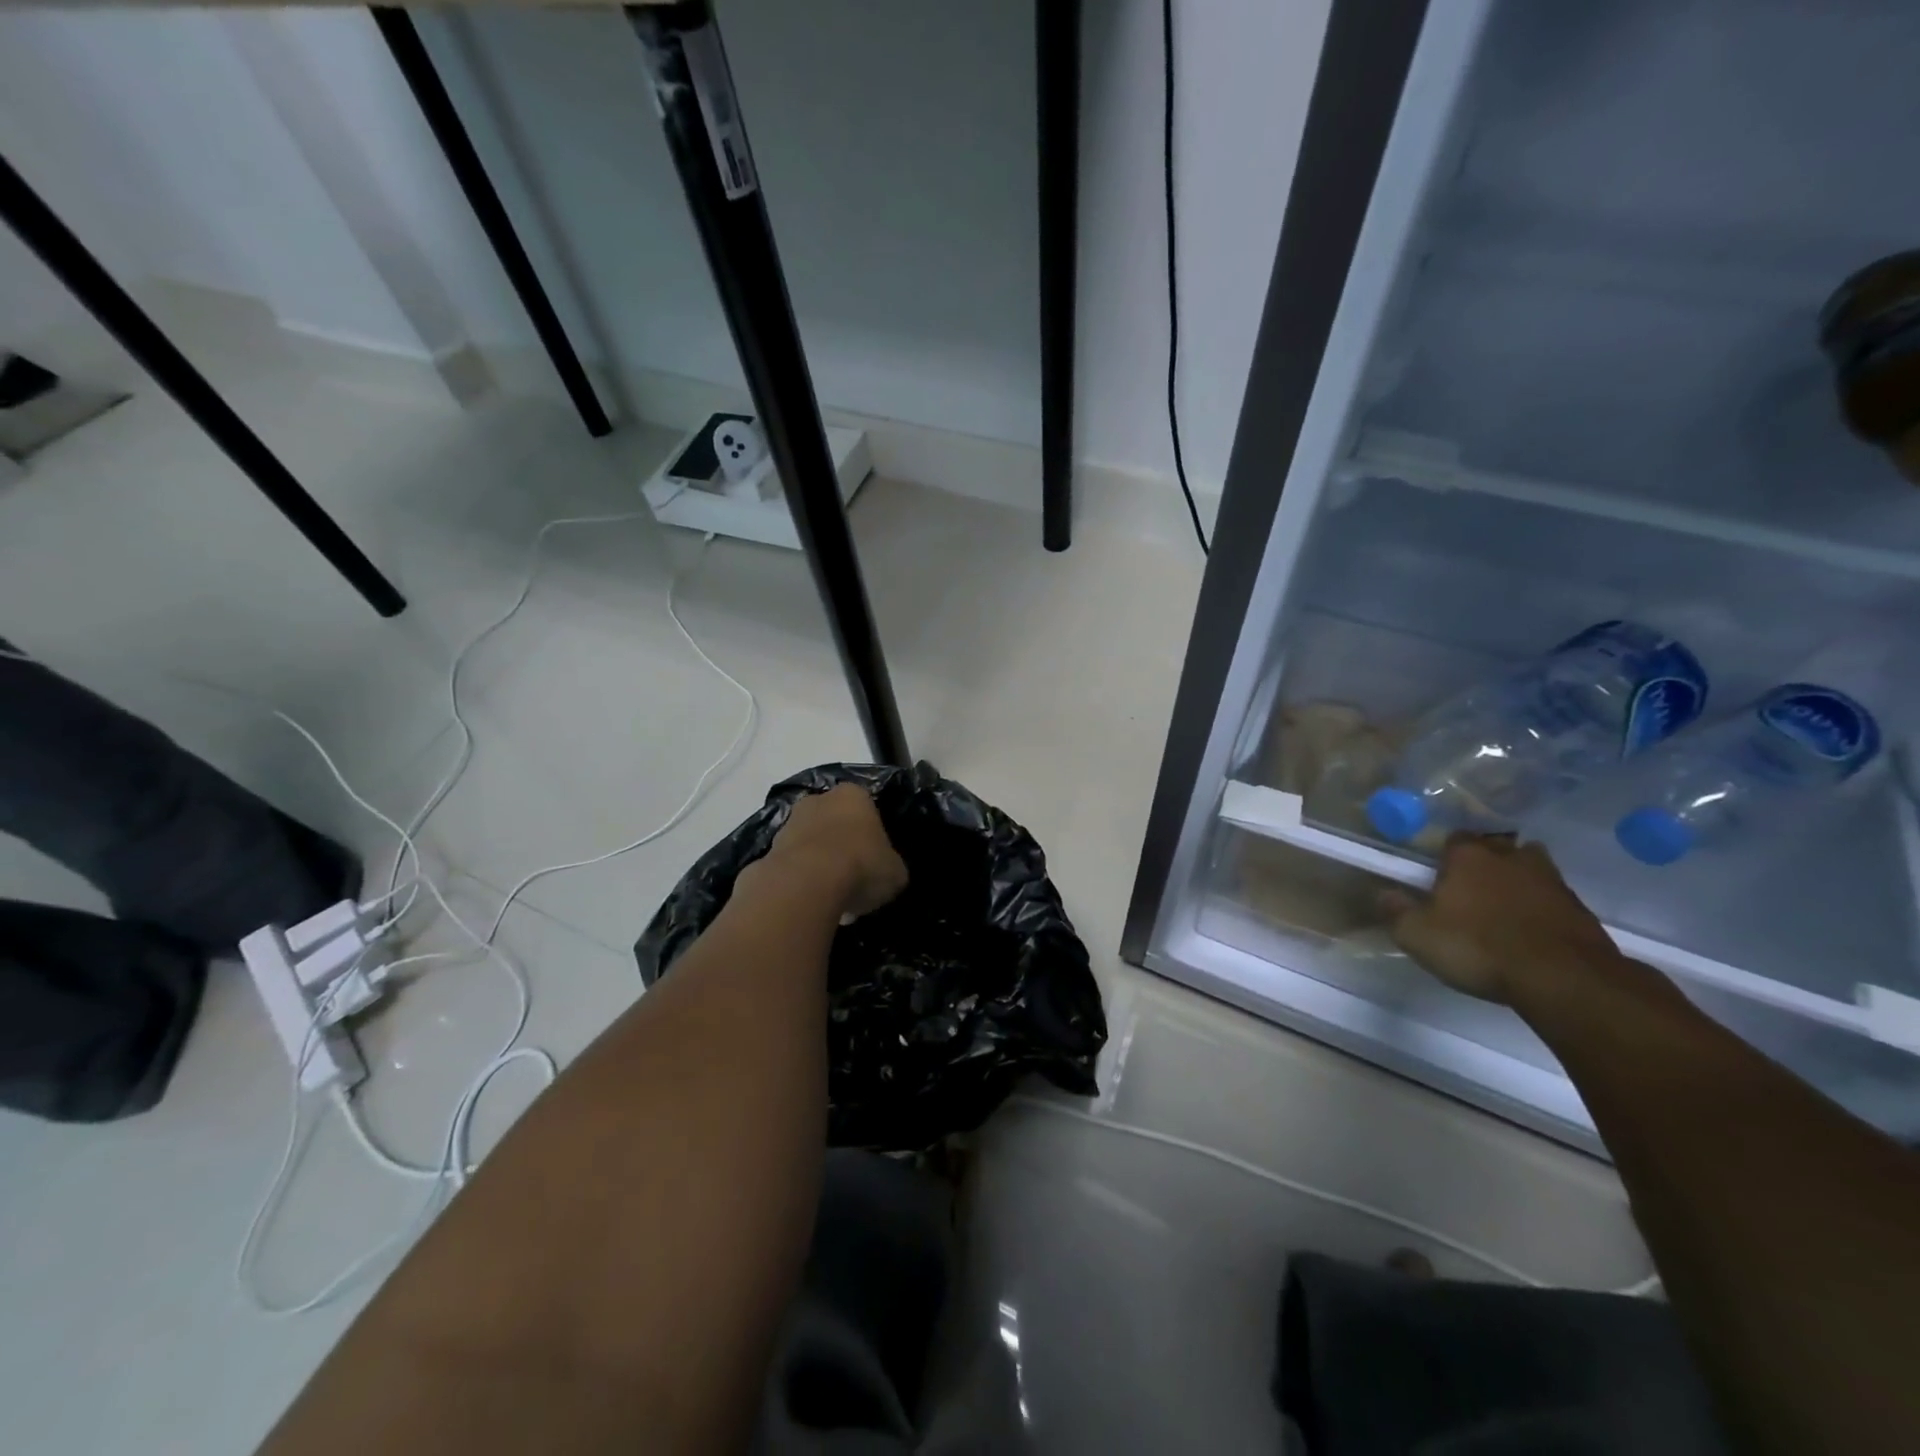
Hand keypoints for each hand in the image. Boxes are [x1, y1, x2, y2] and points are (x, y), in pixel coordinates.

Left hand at [763, 784, 907, 918]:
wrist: (806, 884)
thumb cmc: (861, 865)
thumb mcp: (896, 872)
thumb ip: (891, 866)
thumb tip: (886, 873)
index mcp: (853, 795)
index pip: (866, 808)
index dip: (872, 835)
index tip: (875, 860)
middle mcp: (817, 801)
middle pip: (834, 823)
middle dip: (842, 846)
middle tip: (854, 879)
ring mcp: (787, 825)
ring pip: (810, 844)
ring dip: (819, 866)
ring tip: (832, 900)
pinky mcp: (767, 852)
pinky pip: (791, 868)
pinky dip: (800, 883)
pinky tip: (812, 905)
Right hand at [1382, 834, 1619, 1005]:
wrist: (1564, 979)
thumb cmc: (1478, 947)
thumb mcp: (1417, 935)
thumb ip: (1396, 911)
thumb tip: (1385, 893)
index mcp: (1468, 856)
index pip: (1453, 839)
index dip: (1444, 856)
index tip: (1438, 877)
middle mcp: (1511, 858)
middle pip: (1497, 848)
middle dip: (1486, 863)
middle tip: (1471, 890)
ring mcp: (1552, 882)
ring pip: (1530, 871)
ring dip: (1518, 884)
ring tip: (1503, 910)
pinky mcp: (1581, 910)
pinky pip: (1553, 900)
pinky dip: (1542, 910)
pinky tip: (1531, 934)